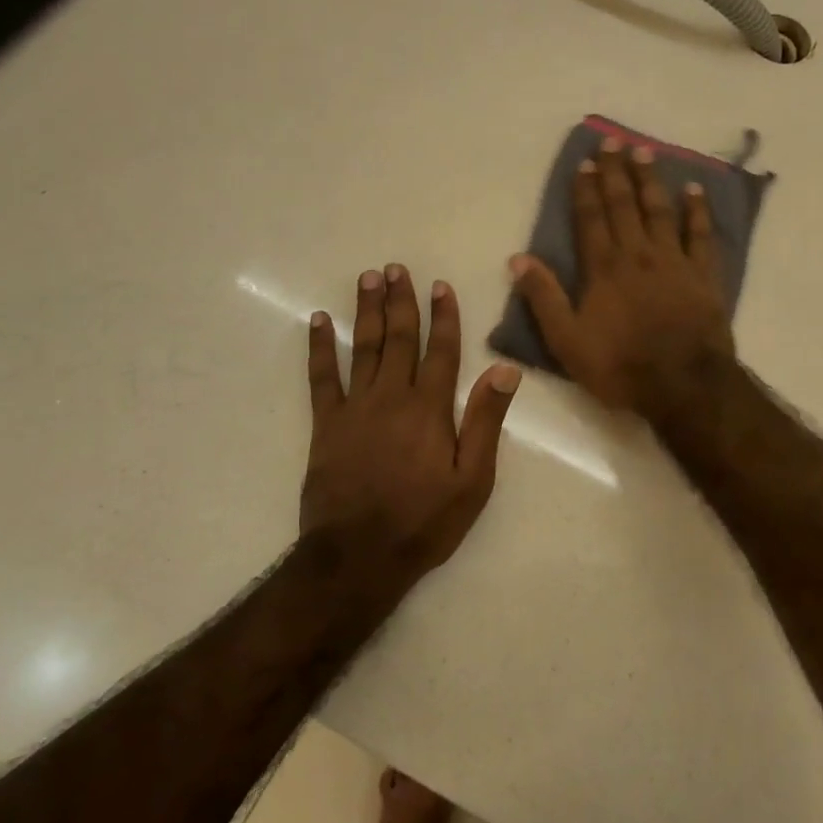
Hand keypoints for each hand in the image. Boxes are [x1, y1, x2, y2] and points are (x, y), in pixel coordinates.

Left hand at [303, 266, 520, 583]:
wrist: (359, 555)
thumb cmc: (424, 521)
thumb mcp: (473, 480)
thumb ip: (485, 422)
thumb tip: (504, 370)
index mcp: (430, 409)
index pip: (441, 351)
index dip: (443, 316)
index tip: (440, 285)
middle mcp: (392, 397)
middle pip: (398, 339)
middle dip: (400, 301)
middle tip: (395, 268)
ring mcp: (355, 408)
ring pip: (362, 348)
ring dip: (365, 311)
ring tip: (367, 279)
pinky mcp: (326, 425)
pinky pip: (321, 377)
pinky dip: (320, 347)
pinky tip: (318, 322)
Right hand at [510, 137, 734, 416]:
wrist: (683, 384)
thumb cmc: (620, 366)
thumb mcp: (567, 341)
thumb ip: (544, 298)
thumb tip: (518, 258)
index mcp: (604, 269)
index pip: (591, 219)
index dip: (586, 189)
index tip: (584, 161)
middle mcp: (638, 255)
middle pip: (624, 205)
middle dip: (616, 172)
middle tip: (613, 140)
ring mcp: (674, 262)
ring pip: (660, 210)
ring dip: (650, 180)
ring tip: (644, 152)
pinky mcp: (703, 275)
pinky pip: (701, 234)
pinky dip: (697, 210)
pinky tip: (694, 189)